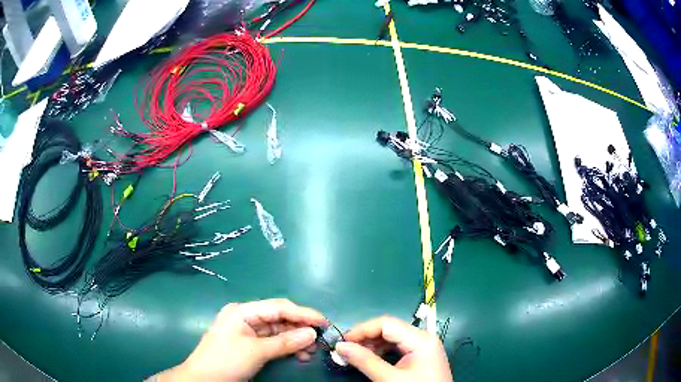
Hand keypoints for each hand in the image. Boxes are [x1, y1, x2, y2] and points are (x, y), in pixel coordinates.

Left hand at [156, 299, 326, 380]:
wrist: (203, 380)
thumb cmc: (225, 361)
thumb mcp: (256, 352)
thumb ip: (285, 342)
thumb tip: (312, 334)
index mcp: (243, 311)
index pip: (279, 307)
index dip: (303, 314)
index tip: (324, 322)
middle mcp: (246, 317)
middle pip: (280, 318)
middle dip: (301, 329)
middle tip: (320, 341)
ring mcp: (248, 331)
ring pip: (279, 331)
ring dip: (296, 340)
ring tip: (311, 352)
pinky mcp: (250, 344)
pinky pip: (274, 342)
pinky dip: (287, 347)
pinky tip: (299, 355)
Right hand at [335, 316, 451, 381]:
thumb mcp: (389, 379)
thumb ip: (365, 361)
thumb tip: (340, 346)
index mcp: (421, 339)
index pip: (386, 324)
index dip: (362, 330)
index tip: (342, 341)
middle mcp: (424, 338)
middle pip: (390, 329)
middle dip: (366, 338)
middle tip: (345, 350)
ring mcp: (424, 347)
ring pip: (393, 338)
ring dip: (372, 345)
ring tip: (354, 356)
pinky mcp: (421, 357)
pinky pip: (398, 348)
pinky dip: (382, 352)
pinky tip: (370, 359)